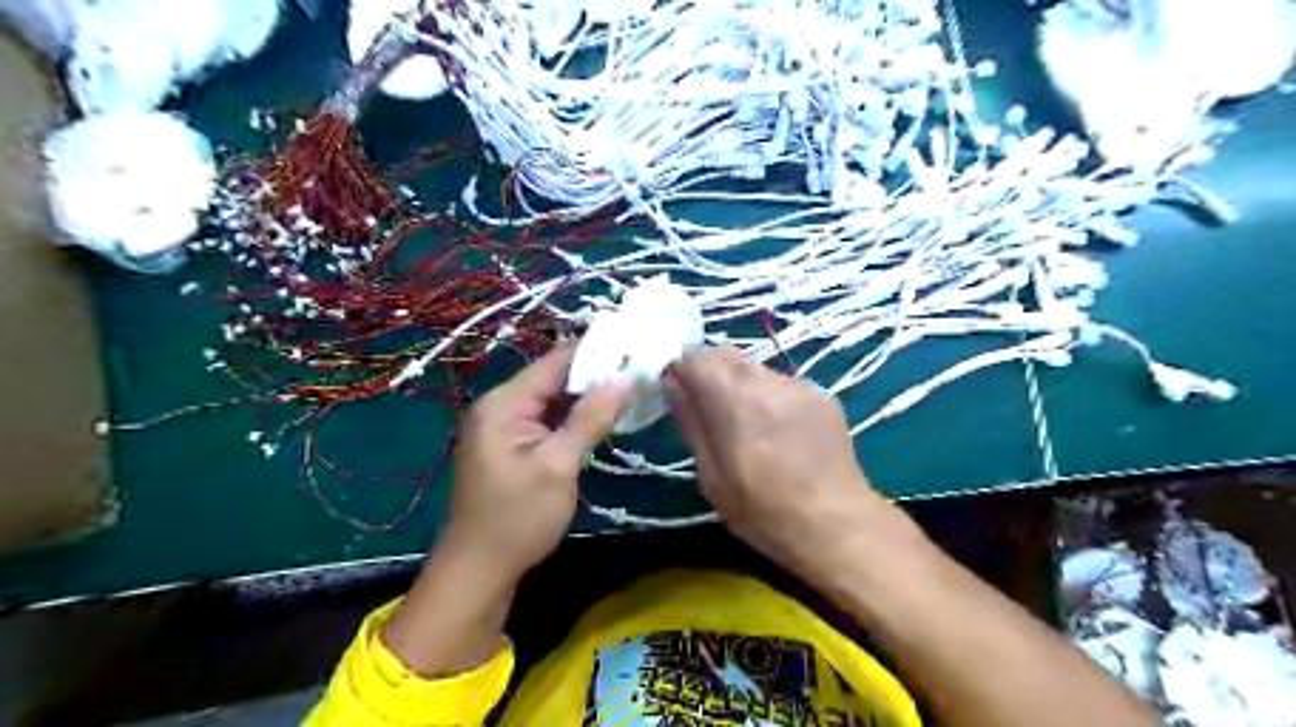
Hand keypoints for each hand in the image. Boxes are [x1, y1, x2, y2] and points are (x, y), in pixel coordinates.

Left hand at [440, 344, 633, 578]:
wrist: (479, 572)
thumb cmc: (517, 518)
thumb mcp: (558, 466)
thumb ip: (590, 418)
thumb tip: (625, 378)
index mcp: (503, 404)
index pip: (554, 363)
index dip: (595, 355)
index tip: (634, 350)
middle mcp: (500, 407)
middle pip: (554, 380)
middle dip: (595, 378)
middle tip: (640, 375)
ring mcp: (504, 428)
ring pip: (553, 402)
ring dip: (587, 400)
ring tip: (631, 393)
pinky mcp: (512, 447)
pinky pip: (547, 422)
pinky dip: (574, 421)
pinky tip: (603, 421)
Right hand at [663, 348, 913, 582]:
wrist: (836, 524)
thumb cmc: (762, 508)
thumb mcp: (711, 474)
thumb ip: (691, 420)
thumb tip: (672, 381)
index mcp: (731, 397)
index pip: (693, 356)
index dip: (679, 369)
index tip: (677, 392)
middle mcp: (764, 379)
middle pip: (725, 354)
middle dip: (709, 373)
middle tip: (709, 411)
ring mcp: (797, 384)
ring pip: (755, 367)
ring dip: (740, 383)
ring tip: (747, 423)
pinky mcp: (822, 395)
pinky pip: (783, 383)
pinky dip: (770, 396)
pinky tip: (779, 430)